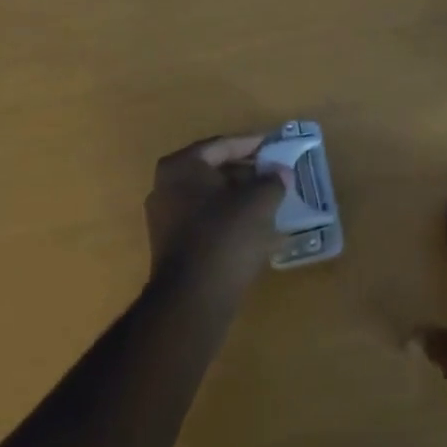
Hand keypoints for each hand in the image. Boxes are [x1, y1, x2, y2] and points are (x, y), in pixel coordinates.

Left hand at [144, 134, 285, 293]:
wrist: (193, 301)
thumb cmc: (225, 237)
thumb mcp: (258, 202)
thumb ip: (272, 182)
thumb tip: (281, 173)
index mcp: (181, 166)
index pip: (222, 146)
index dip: (252, 144)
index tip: (274, 146)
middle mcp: (166, 187)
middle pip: (214, 171)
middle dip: (246, 173)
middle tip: (274, 174)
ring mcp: (165, 219)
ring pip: (210, 198)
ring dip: (239, 198)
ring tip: (269, 200)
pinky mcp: (171, 247)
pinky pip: (205, 221)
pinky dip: (229, 219)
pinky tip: (254, 228)